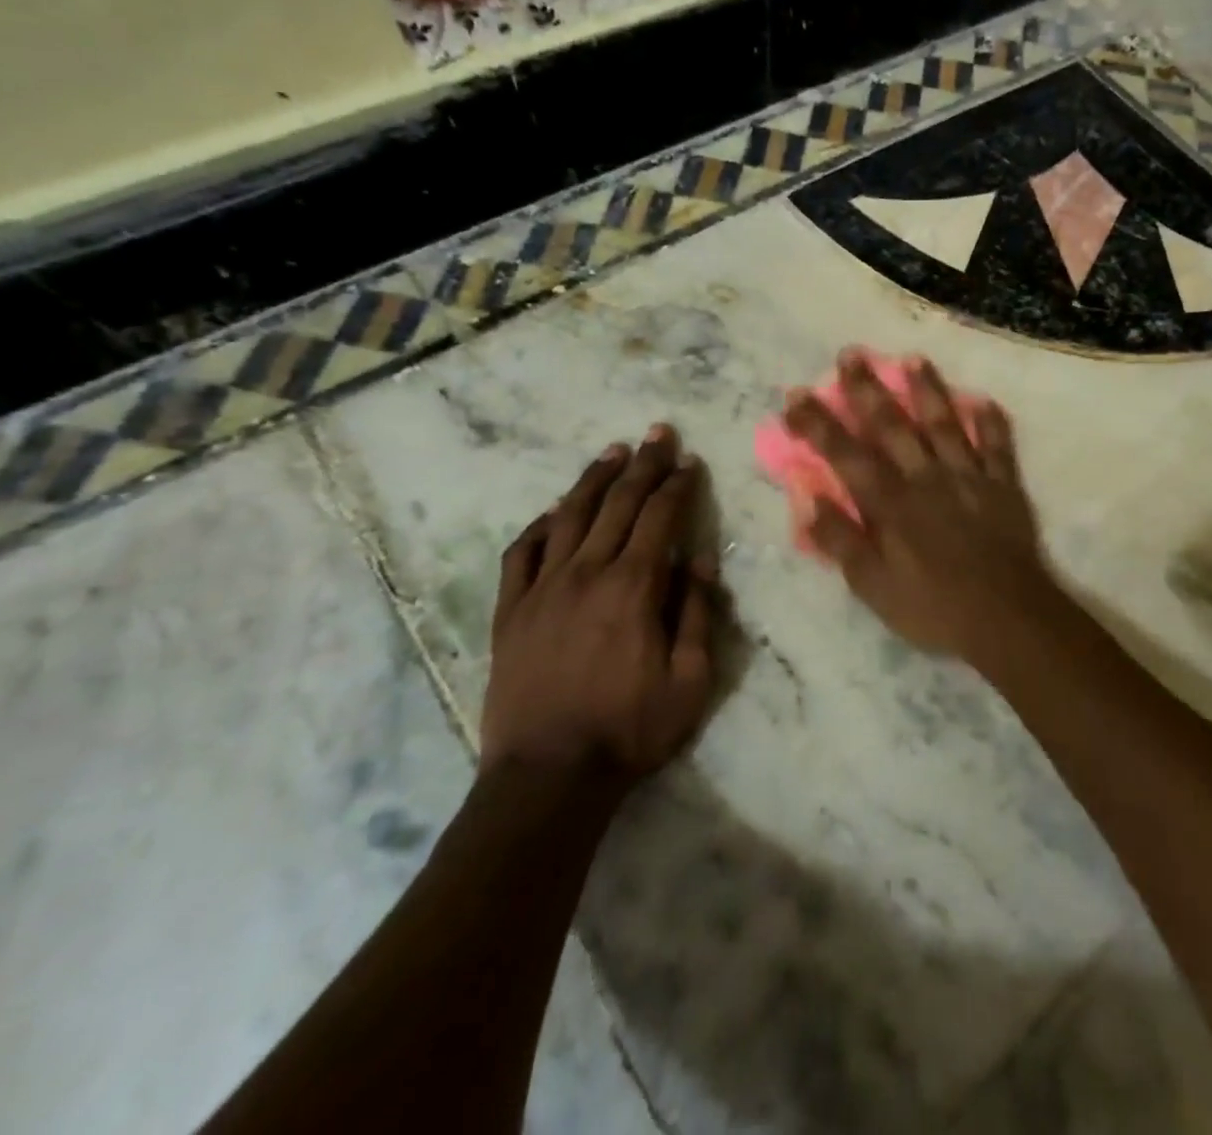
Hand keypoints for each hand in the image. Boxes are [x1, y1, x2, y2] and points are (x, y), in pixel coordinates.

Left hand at [482, 425, 720, 781]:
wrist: (547, 777)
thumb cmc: (629, 730)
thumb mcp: (690, 680)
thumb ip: (697, 614)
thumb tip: (700, 561)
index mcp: (633, 587)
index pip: (660, 517)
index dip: (678, 485)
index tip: (689, 461)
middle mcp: (586, 573)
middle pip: (618, 504)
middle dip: (643, 465)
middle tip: (658, 433)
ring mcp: (542, 589)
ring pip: (569, 516)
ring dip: (594, 479)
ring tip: (612, 452)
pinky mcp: (510, 611)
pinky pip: (522, 553)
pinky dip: (540, 525)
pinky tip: (553, 511)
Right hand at [783, 349, 1065, 670]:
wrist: (1007, 619)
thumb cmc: (933, 608)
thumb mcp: (873, 587)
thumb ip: (841, 541)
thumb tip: (807, 499)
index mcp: (891, 503)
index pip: (845, 455)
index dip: (819, 424)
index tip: (796, 396)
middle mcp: (926, 478)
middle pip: (892, 426)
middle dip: (868, 390)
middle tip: (851, 354)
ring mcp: (969, 478)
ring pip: (944, 424)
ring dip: (927, 390)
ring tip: (913, 358)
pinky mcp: (1004, 487)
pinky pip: (997, 447)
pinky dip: (991, 422)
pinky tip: (983, 400)